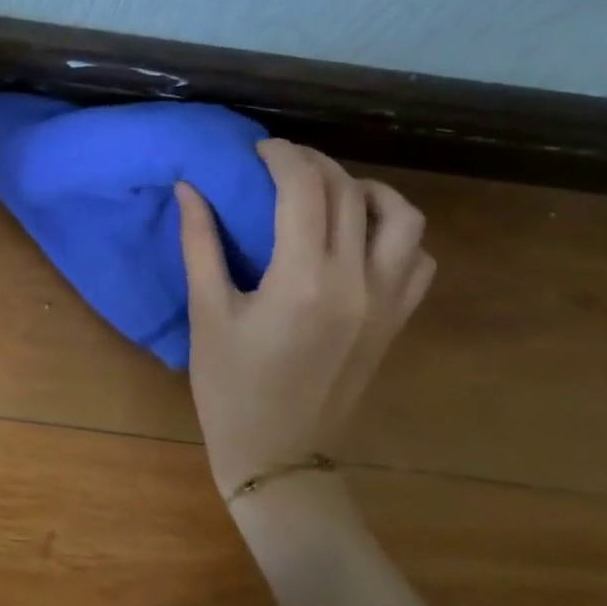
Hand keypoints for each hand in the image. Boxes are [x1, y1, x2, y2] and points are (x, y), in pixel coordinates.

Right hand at [177, 141, 433, 496]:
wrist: (278, 456)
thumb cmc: (230, 388)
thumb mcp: (206, 314)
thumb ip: (200, 244)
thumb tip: (190, 188)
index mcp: (303, 279)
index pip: (305, 189)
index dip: (283, 156)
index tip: (258, 149)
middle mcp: (356, 281)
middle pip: (349, 192)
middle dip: (314, 164)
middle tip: (280, 164)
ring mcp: (386, 302)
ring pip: (402, 217)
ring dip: (366, 190)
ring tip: (329, 194)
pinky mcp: (397, 321)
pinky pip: (417, 258)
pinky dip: (395, 233)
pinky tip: (360, 239)